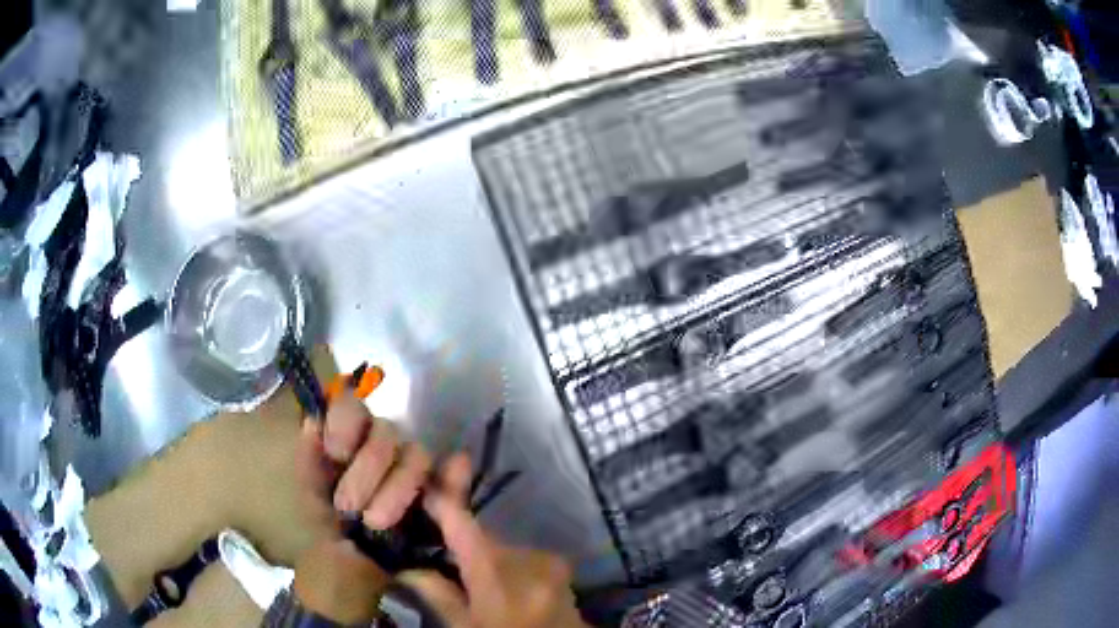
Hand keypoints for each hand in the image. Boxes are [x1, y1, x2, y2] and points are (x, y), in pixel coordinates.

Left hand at [293, 393, 433, 622]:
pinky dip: (454, 479)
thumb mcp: (308, 492)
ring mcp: (411, 471)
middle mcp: (380, 447)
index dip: (346, 422)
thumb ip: (308, 457)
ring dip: (398, 486)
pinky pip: (451, 482)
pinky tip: (458, 470)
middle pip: (386, 432)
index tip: (337, 452)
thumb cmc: (326, 526)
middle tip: (349, 507)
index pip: (352, 407)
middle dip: (368, 469)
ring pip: (417, 456)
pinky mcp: (437, 497)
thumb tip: (313, 422)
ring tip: (377, 522)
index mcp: (348, 440)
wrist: (353, 574)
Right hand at [397, 454, 588, 627]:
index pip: (464, 525)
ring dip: (484, 556)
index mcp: (500, 574)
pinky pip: (522, 556)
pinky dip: (505, 563)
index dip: (443, 499)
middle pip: (483, 537)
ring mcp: (550, 561)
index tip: (423, 482)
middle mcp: (529, 558)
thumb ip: (437, 593)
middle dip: (460, 540)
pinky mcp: (562, 568)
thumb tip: (407, 567)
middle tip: (435, 545)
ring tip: (468, 576)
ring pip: (502, 547)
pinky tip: (497, 582)